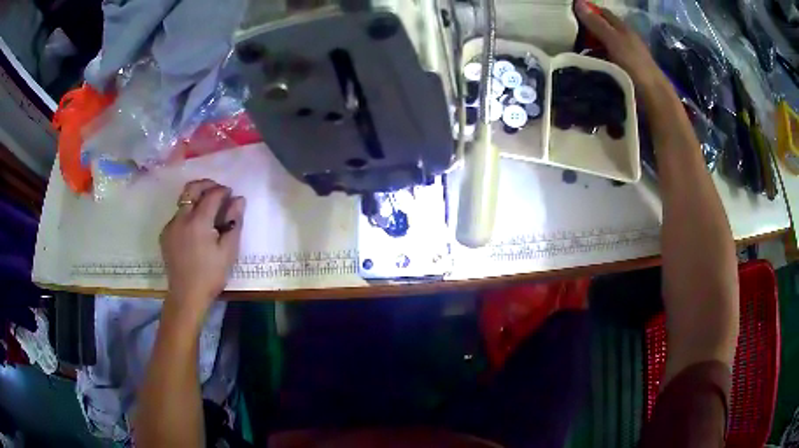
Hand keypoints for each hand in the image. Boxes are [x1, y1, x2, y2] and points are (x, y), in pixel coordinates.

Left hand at [160, 179, 245, 315]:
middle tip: (217, 190)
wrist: (187, 295)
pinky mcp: (165, 234)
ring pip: (183, 201)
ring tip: (207, 207)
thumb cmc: (211, 275)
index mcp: (198, 222)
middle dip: (206, 184)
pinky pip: (177, 215)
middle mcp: (181, 219)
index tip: (231, 193)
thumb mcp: (228, 251)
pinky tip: (196, 227)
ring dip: (196, 197)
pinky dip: (188, 213)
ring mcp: (170, 226)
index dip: (223, 191)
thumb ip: (234, 223)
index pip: (211, 195)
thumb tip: (239, 200)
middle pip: (191, 188)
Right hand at [574, 0, 669, 95]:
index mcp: (623, 29)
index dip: (589, 12)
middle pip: (603, 31)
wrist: (653, 98)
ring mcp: (626, 58)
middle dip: (588, 33)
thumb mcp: (614, 41)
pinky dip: (598, 64)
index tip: (571, 16)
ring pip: (604, 48)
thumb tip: (578, 2)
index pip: (603, 14)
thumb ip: (597, 24)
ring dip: (591, 50)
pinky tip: (589, 70)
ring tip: (575, 56)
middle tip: (568, 38)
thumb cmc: (635, 65)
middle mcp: (625, 41)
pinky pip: (607, 63)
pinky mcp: (625, 73)